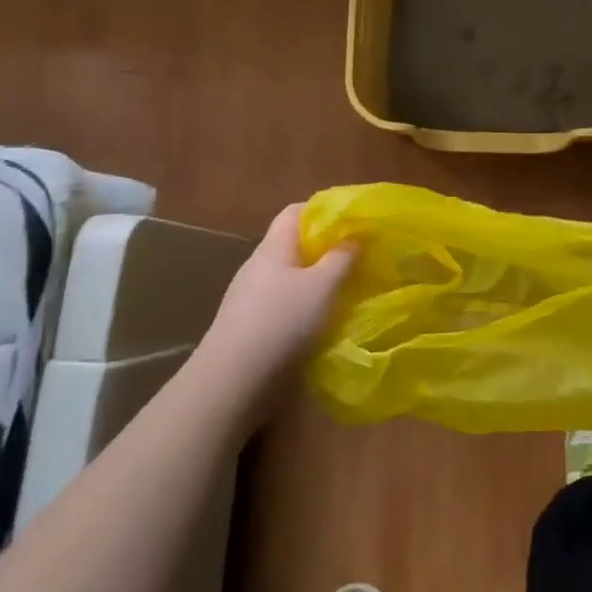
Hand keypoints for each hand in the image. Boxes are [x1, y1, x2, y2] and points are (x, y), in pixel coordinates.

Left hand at [185, 203, 355, 422]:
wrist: (234, 380)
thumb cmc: (282, 321)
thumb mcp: (323, 286)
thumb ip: (342, 258)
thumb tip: (356, 234)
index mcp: (272, 248)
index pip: (294, 213)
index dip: (322, 211)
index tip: (352, 221)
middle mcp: (258, 267)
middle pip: (292, 245)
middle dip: (324, 248)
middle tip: (356, 256)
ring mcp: (250, 298)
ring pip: (289, 277)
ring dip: (315, 280)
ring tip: (345, 289)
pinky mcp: (250, 327)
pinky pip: (283, 304)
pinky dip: (304, 305)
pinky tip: (321, 320)